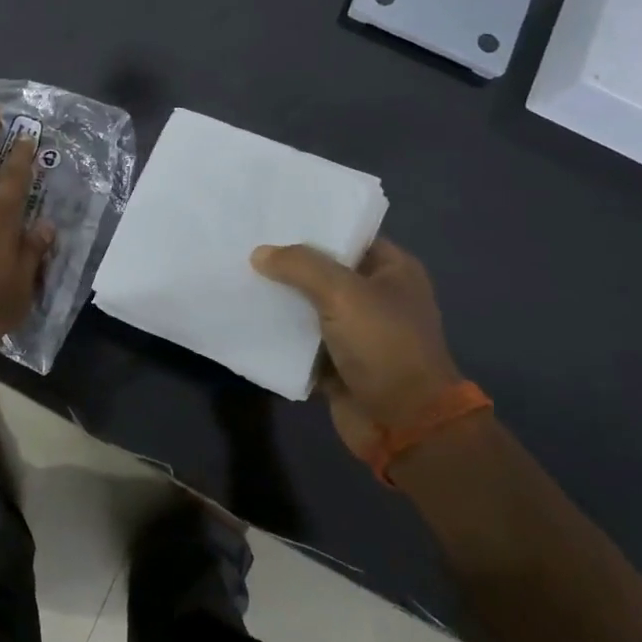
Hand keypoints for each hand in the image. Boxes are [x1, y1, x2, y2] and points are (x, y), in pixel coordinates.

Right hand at [250, 238, 460, 453]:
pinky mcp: (337, 360)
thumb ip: (299, 266)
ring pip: (307, 304)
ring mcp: (356, 330)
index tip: (269, 216)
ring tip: (236, 275)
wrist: (405, 425)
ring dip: (279, 298)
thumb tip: (259, 254)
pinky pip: (300, 339)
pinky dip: (279, 332)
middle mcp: (376, 296)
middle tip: (244, 243)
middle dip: (287, 262)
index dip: (310, 225)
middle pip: (323, 270)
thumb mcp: (343, 293)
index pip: (346, 235)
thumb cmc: (385, 346)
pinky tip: (245, 315)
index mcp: (393, 270)